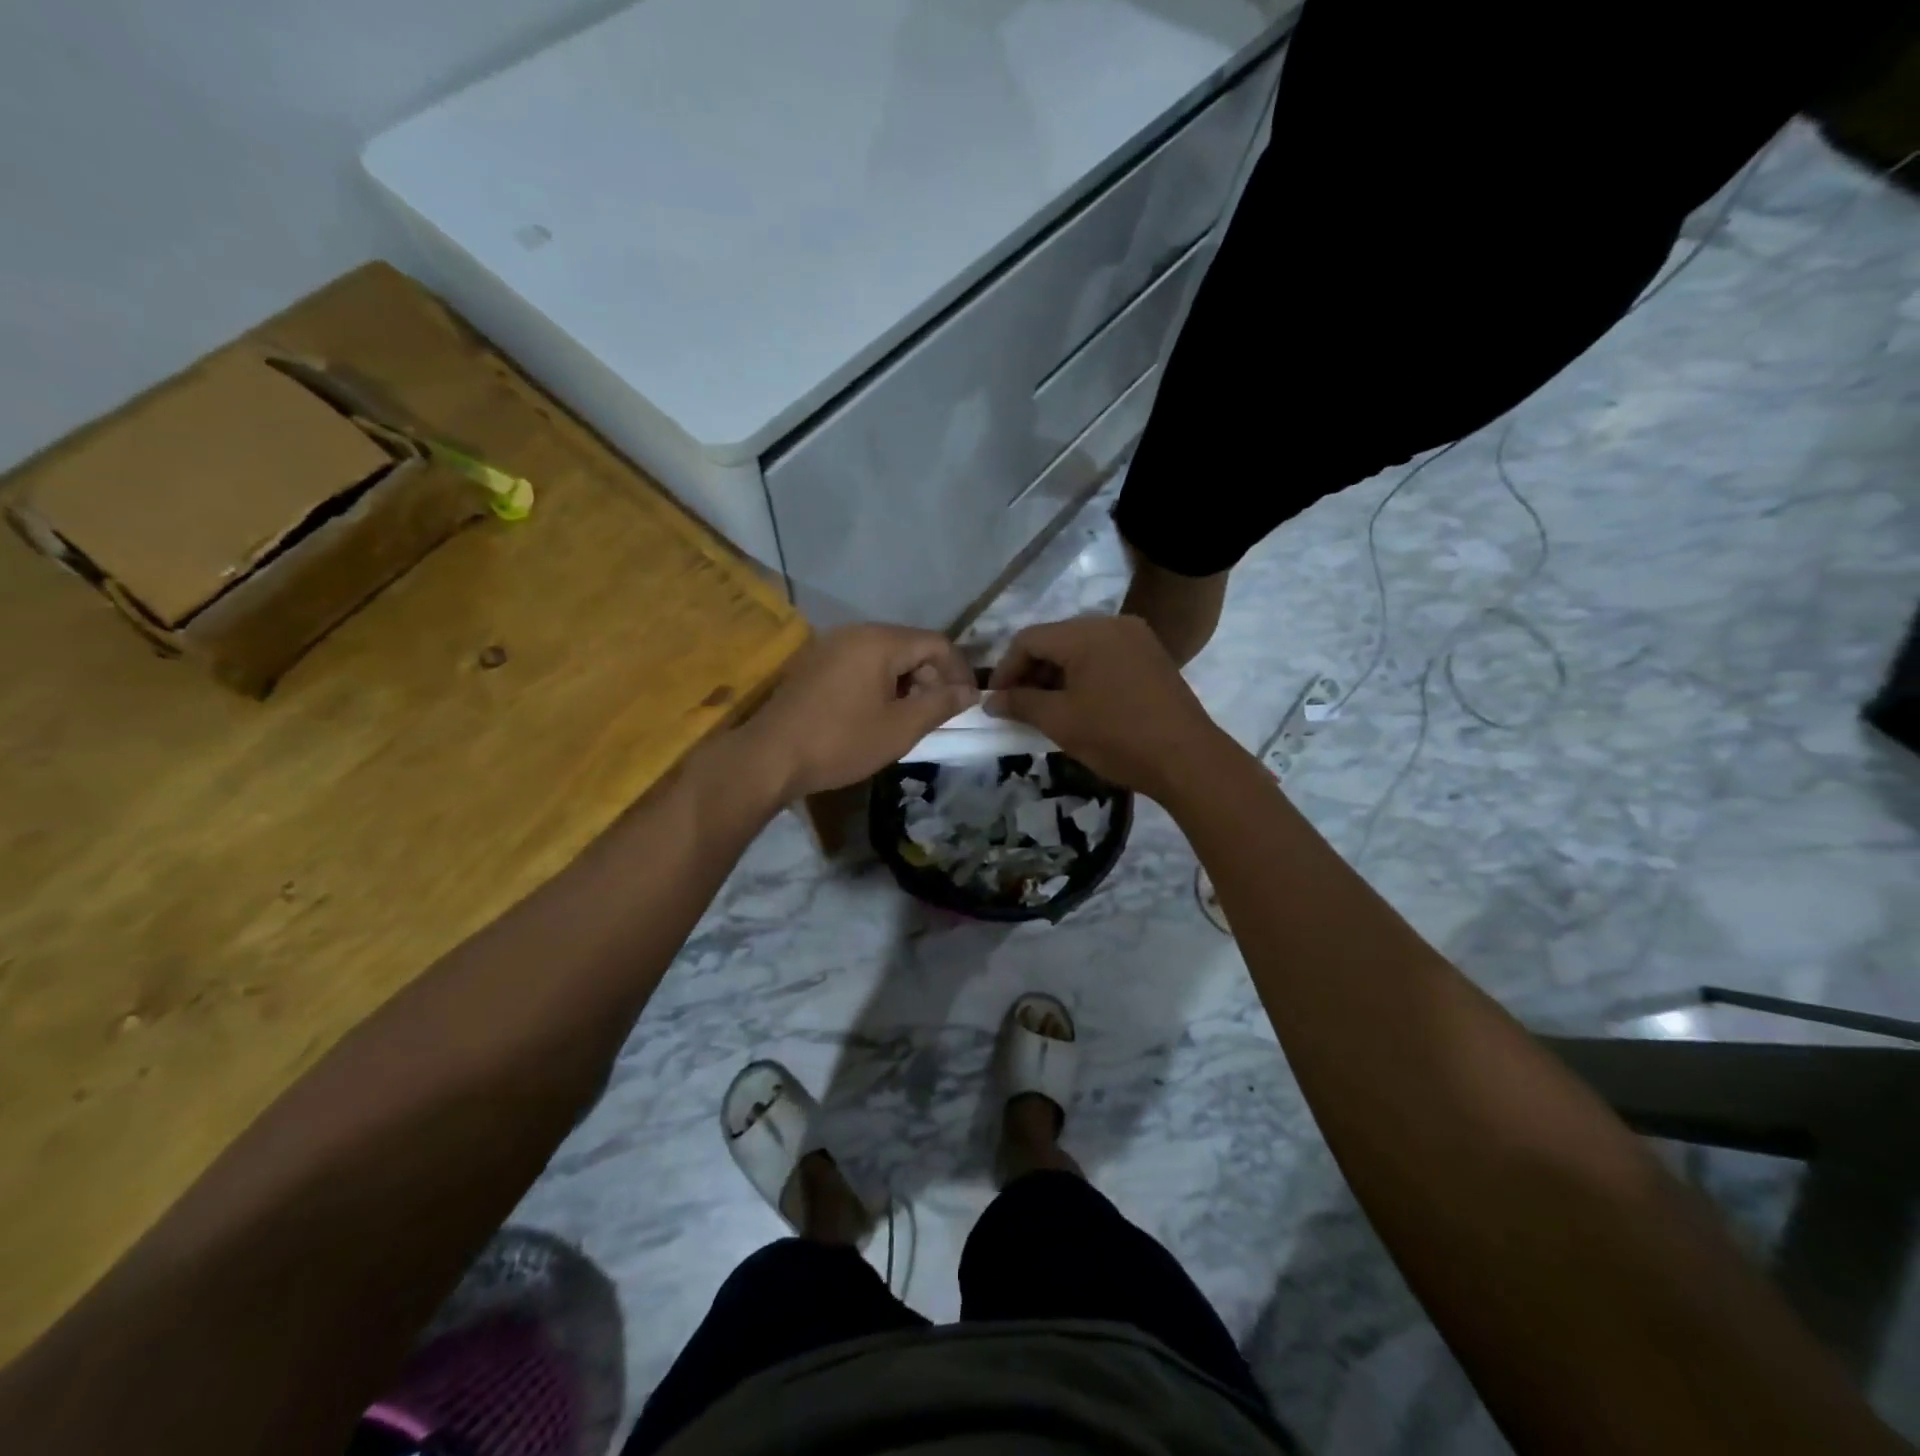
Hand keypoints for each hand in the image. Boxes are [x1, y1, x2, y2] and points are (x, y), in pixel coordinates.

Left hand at [739, 624, 977, 798]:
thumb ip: (940, 704)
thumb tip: (969, 691)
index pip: (937, 643)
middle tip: (936, 714)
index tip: (966, 703)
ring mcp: (831, 645)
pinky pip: (861, 662)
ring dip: (906, 681)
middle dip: (932, 677)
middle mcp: (856, 632)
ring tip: (908, 717)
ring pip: (886, 655)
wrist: (770, 756)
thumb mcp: (900, 728)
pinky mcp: (815, 663)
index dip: (959, 671)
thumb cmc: (841, 741)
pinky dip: (880, 682)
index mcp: (880, 641)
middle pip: (910, 645)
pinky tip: (876, 713)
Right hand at [985, 615, 1225, 799]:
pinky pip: (1105, 657)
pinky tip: (1079, 704)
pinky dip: (1084, 676)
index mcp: (1086, 633)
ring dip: (1057, 675)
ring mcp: (1136, 638)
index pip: (1029, 639)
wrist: (1188, 759)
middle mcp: (1111, 624)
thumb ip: (1020, 704)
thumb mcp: (1060, 721)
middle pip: (1055, 639)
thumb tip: (992, 701)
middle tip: (1018, 707)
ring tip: (1046, 709)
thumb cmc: (1117, 737)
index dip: (1005, 669)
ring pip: (1080, 649)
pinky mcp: (1152, 656)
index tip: (996, 701)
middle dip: (1031, 672)